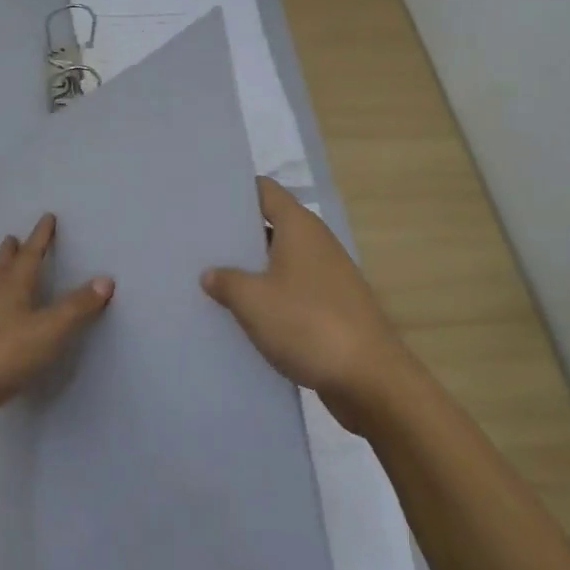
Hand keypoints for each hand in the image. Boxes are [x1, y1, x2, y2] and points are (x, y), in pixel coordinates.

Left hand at [0, 213, 112, 429]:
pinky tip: (1, 323)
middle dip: (11, 253)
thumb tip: (106, 278)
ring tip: (5, 272)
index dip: (41, 237)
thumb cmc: (1, 352)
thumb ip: (76, 307)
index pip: (31, 256)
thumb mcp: (47, 329)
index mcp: (13, 289)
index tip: (47, 217)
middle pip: (4, 270)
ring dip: (2, 279)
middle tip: (11, 237)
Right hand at [201, 178, 410, 428]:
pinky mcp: (332, 306)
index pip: (264, 190)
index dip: (236, 192)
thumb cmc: (308, 323)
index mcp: (299, 226)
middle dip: (238, 234)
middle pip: (271, 225)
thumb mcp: (253, 301)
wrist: (369, 378)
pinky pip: (293, 290)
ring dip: (252, 269)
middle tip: (200, 242)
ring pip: (280, 261)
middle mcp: (316, 242)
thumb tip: (211, 274)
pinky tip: (244, 314)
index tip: (206, 200)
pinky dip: (270, 296)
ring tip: (212, 278)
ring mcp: (327, 275)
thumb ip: (226, 281)